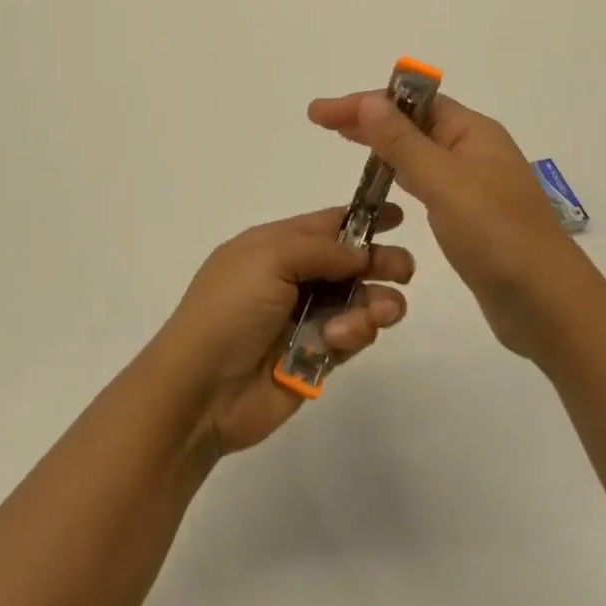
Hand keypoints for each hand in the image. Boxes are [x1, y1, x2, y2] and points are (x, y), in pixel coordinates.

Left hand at [151, 207, 415, 454]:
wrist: (202, 389)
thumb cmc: (230, 310)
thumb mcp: (269, 258)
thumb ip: (321, 250)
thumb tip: (359, 252)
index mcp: (272, 247)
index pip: (325, 225)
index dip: (361, 218)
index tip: (398, 216)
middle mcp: (290, 279)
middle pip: (349, 263)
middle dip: (379, 262)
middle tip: (404, 270)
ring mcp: (303, 319)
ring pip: (357, 301)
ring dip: (375, 302)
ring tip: (382, 312)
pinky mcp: (315, 357)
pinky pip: (351, 337)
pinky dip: (356, 333)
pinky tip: (341, 339)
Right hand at [308, 91, 605, 360]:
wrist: (547, 305)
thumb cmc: (497, 236)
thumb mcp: (444, 183)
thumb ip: (403, 143)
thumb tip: (368, 102)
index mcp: (473, 132)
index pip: (411, 103)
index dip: (364, 102)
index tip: (321, 112)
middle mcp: (474, 151)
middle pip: (413, 123)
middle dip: (367, 119)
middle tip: (322, 122)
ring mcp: (473, 185)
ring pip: (418, 153)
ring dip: (382, 145)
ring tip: (344, 143)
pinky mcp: (469, 217)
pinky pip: (426, 183)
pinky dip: (399, 176)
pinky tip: (382, 185)